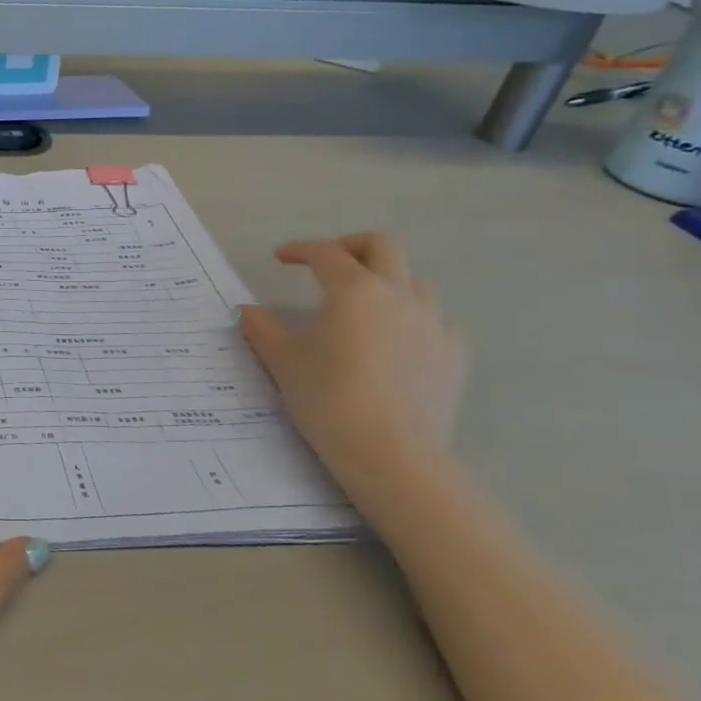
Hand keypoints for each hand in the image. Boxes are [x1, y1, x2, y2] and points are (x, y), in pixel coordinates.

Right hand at [238, 233, 467, 503]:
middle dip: (349, 247)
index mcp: (353, 291)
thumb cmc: (329, 400)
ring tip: (361, 306)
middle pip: (381, 247)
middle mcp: (398, 295)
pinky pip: (436, 319)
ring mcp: (434, 322)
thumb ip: (262, 328)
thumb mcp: (283, 362)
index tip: (280, 258)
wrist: (391, 454)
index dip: (299, 250)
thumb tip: (246, 311)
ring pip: (413, 281)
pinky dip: (412, 317)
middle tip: (326, 266)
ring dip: (384, 282)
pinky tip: (396, 340)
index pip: (325, 253)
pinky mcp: (454, 352)